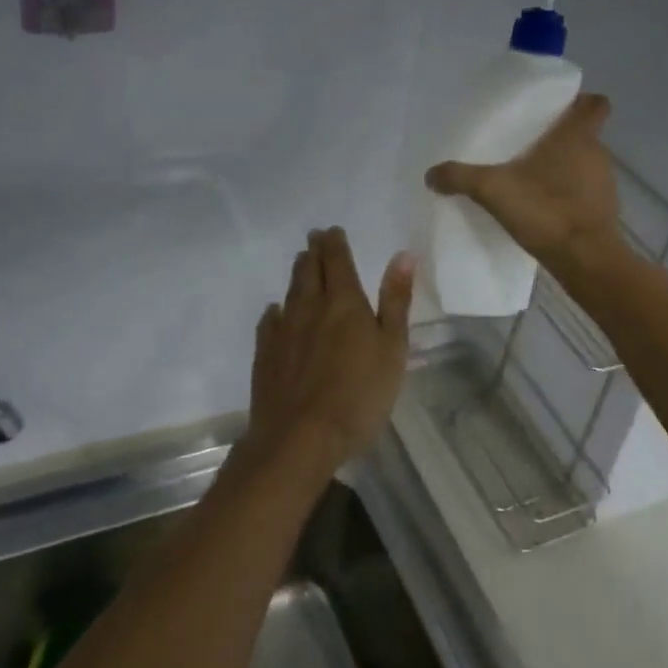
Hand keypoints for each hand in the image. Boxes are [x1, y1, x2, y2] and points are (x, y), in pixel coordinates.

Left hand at [246, 227, 414, 473]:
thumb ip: (396, 300)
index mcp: (344, 302)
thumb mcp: (392, 348)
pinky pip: (269, 322)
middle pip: (309, 270)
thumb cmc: (359, 394)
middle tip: (314, 239)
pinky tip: (276, 313)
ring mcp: (283, 330)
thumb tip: (402, 255)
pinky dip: (276, 311)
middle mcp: (310, 307)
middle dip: (314, 252)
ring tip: (300, 264)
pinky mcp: (265, 354)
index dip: (335, 243)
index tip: (332, 231)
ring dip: (297, 275)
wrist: (301, 437)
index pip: (338, 260)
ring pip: (290, 292)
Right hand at [425, 92, 623, 276]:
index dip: (579, 102)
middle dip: (560, 137)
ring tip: (531, 178)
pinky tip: (542, 206)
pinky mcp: (604, 210)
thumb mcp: (493, 190)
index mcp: (577, 135)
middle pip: (584, 134)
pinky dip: (568, 194)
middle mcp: (597, 153)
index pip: (595, 104)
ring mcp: (604, 183)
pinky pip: (585, 191)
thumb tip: (431, 173)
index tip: (557, 110)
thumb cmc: (546, 210)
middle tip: (528, 144)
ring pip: (584, 163)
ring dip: (564, 167)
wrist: (585, 260)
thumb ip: (460, 177)